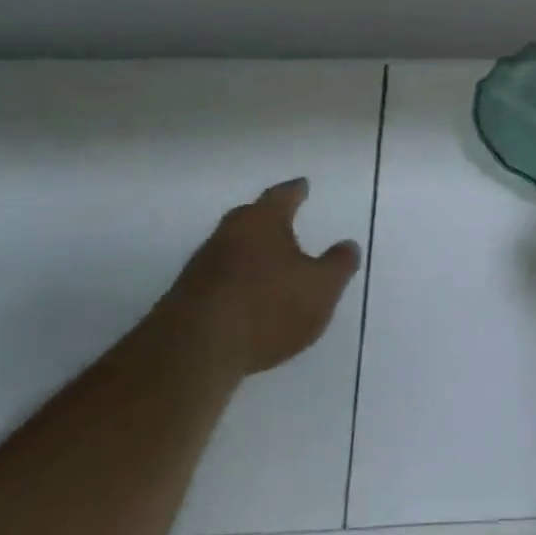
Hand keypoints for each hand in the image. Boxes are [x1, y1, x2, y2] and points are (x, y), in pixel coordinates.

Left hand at [161, 179, 361, 375]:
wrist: (195, 350)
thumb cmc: (268, 307)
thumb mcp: (321, 287)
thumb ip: (338, 265)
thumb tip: (348, 245)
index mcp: (263, 221)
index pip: (282, 196)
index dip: (295, 190)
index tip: (302, 184)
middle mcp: (229, 234)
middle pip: (251, 217)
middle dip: (268, 218)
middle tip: (284, 217)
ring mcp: (203, 265)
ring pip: (233, 247)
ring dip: (251, 251)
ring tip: (269, 261)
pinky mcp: (187, 296)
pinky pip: (220, 277)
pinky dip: (237, 279)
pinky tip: (247, 296)